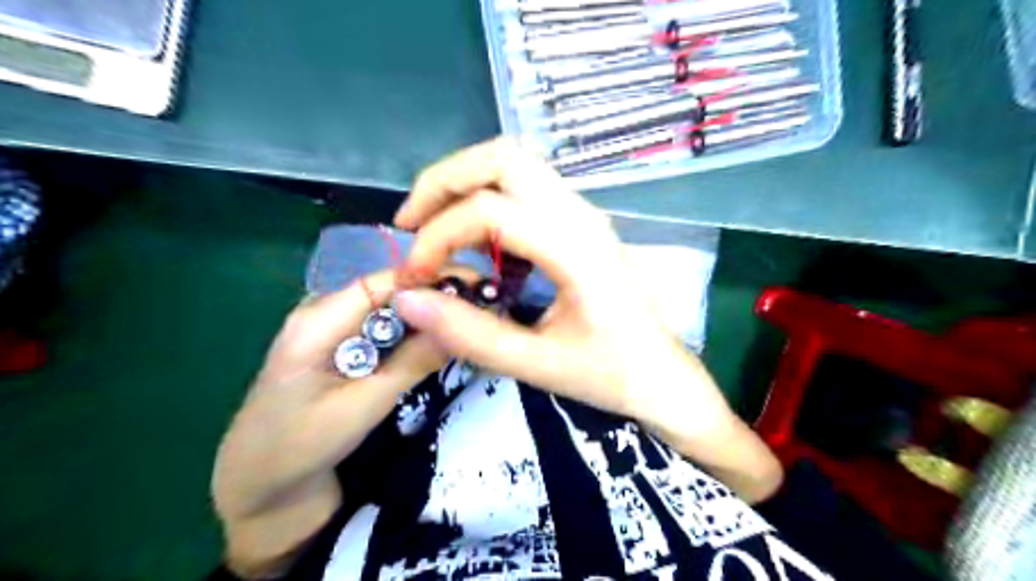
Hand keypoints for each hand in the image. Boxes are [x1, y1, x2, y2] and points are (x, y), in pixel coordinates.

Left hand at [213, 270, 445, 579]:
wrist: (260, 485)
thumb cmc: (300, 447)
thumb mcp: (361, 407)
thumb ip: (411, 364)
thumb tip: (460, 325)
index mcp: (316, 320)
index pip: (383, 282)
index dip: (430, 277)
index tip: (476, 285)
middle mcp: (324, 313)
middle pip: (389, 291)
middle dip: (435, 296)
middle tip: (482, 307)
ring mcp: (333, 329)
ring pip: (391, 310)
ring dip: (428, 316)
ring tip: (468, 322)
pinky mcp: (343, 347)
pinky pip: (384, 330)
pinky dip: (413, 334)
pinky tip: (439, 342)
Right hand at [393, 139, 780, 501]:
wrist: (661, 375)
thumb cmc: (610, 373)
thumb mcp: (537, 365)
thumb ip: (470, 334)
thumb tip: (407, 299)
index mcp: (576, 248)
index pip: (489, 210)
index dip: (438, 237)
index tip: (417, 278)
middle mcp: (580, 215)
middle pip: (503, 158)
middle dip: (444, 181)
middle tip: (411, 224)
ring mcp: (583, 214)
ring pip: (514, 163)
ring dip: (464, 183)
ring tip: (432, 225)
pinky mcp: (580, 223)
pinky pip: (525, 186)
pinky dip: (486, 196)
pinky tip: (472, 237)